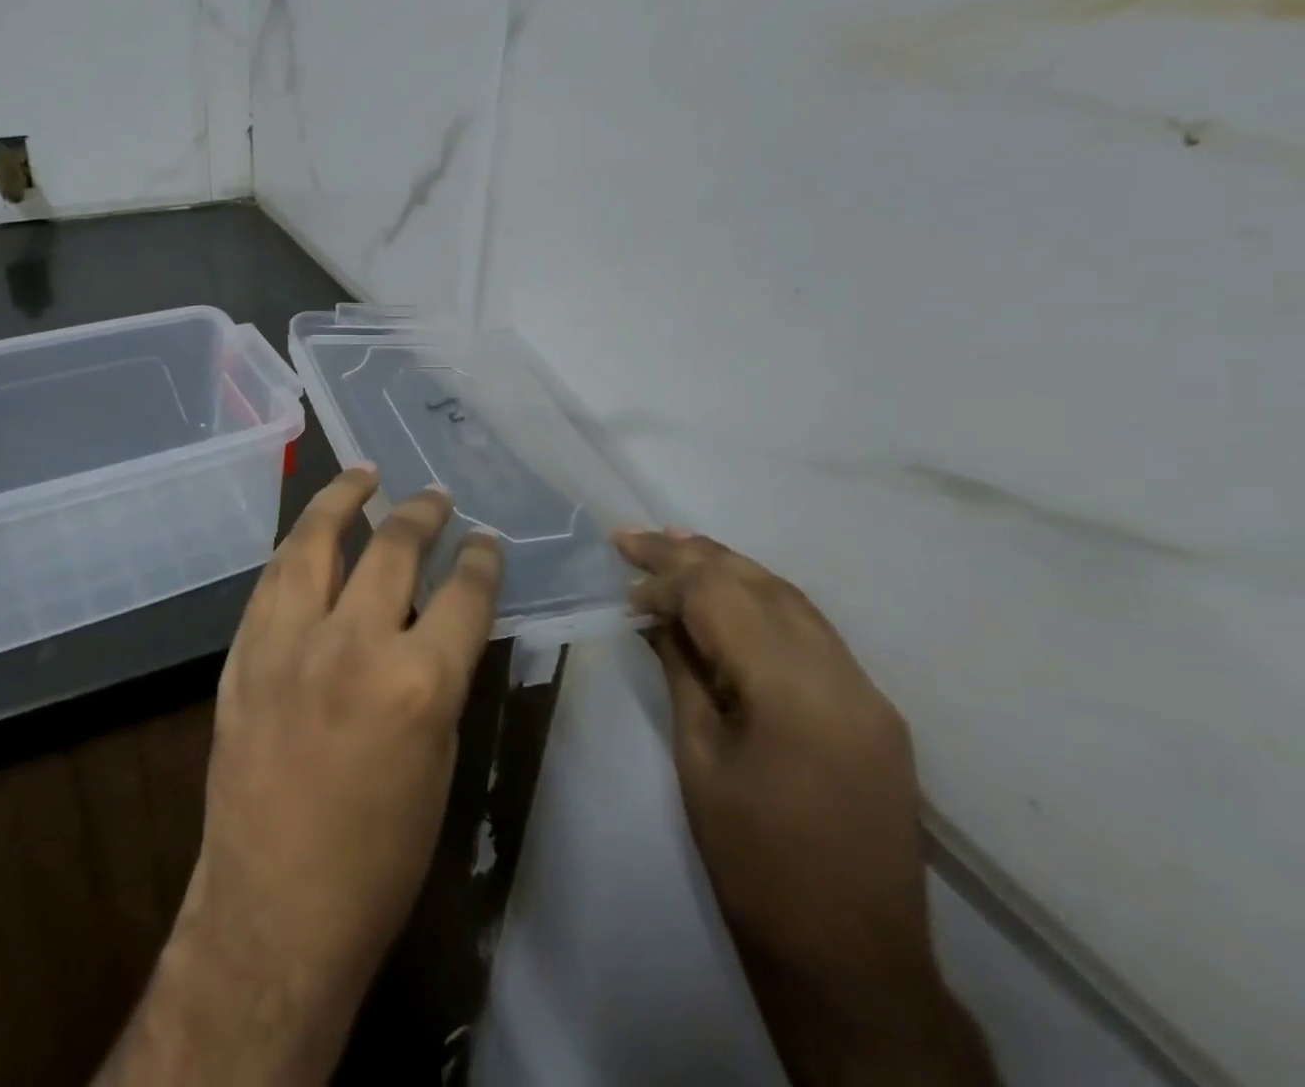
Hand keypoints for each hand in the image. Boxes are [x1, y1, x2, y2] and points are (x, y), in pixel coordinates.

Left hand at [98, 467, 501, 1085]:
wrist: (275, 908)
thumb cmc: (380, 856)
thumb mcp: (440, 761)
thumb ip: (441, 675)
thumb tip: (444, 619)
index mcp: (419, 683)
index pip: (465, 593)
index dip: (482, 559)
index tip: (486, 541)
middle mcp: (353, 645)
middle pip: (393, 549)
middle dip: (421, 514)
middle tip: (434, 496)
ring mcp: (289, 642)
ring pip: (316, 541)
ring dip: (342, 499)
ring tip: (363, 475)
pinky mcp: (245, 653)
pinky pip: (273, 579)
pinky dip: (298, 546)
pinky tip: (310, 532)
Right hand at [615, 528, 998, 1086]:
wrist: (853, 963)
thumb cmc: (755, 866)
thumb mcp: (699, 761)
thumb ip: (683, 673)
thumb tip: (656, 616)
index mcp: (794, 695)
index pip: (723, 599)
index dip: (667, 578)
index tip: (623, 578)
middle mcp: (843, 678)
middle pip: (760, 585)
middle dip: (694, 554)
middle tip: (636, 535)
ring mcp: (868, 693)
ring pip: (792, 599)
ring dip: (731, 567)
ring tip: (678, 544)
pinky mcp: (875, 710)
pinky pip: (813, 631)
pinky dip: (764, 601)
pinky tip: (731, 594)